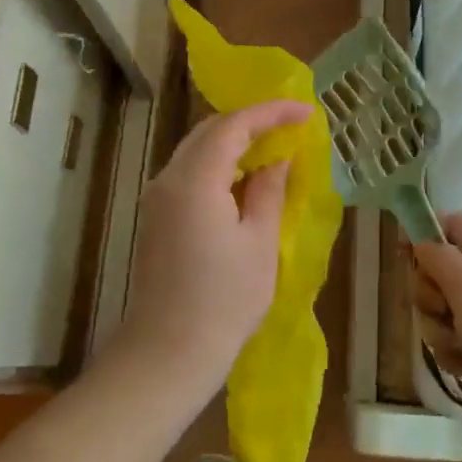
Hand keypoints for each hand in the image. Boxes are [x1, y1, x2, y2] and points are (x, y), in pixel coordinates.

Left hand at [114, 99, 311, 390]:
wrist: (169, 350)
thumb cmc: (224, 299)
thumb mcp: (259, 241)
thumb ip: (269, 190)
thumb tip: (278, 159)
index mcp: (195, 179)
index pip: (233, 125)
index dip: (271, 112)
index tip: (306, 111)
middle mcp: (168, 178)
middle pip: (209, 131)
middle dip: (250, 122)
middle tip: (289, 126)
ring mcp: (157, 197)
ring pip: (196, 150)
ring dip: (233, 143)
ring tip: (273, 148)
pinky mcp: (156, 216)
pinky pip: (189, 172)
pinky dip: (218, 165)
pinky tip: (244, 178)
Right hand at [409, 213, 461, 442]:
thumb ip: (440, 259)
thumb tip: (419, 236)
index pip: (452, 226)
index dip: (424, 233)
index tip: (402, 255)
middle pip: (436, 273)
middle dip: (428, 296)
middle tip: (444, 310)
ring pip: (441, 313)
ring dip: (440, 332)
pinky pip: (453, 344)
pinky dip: (455, 357)